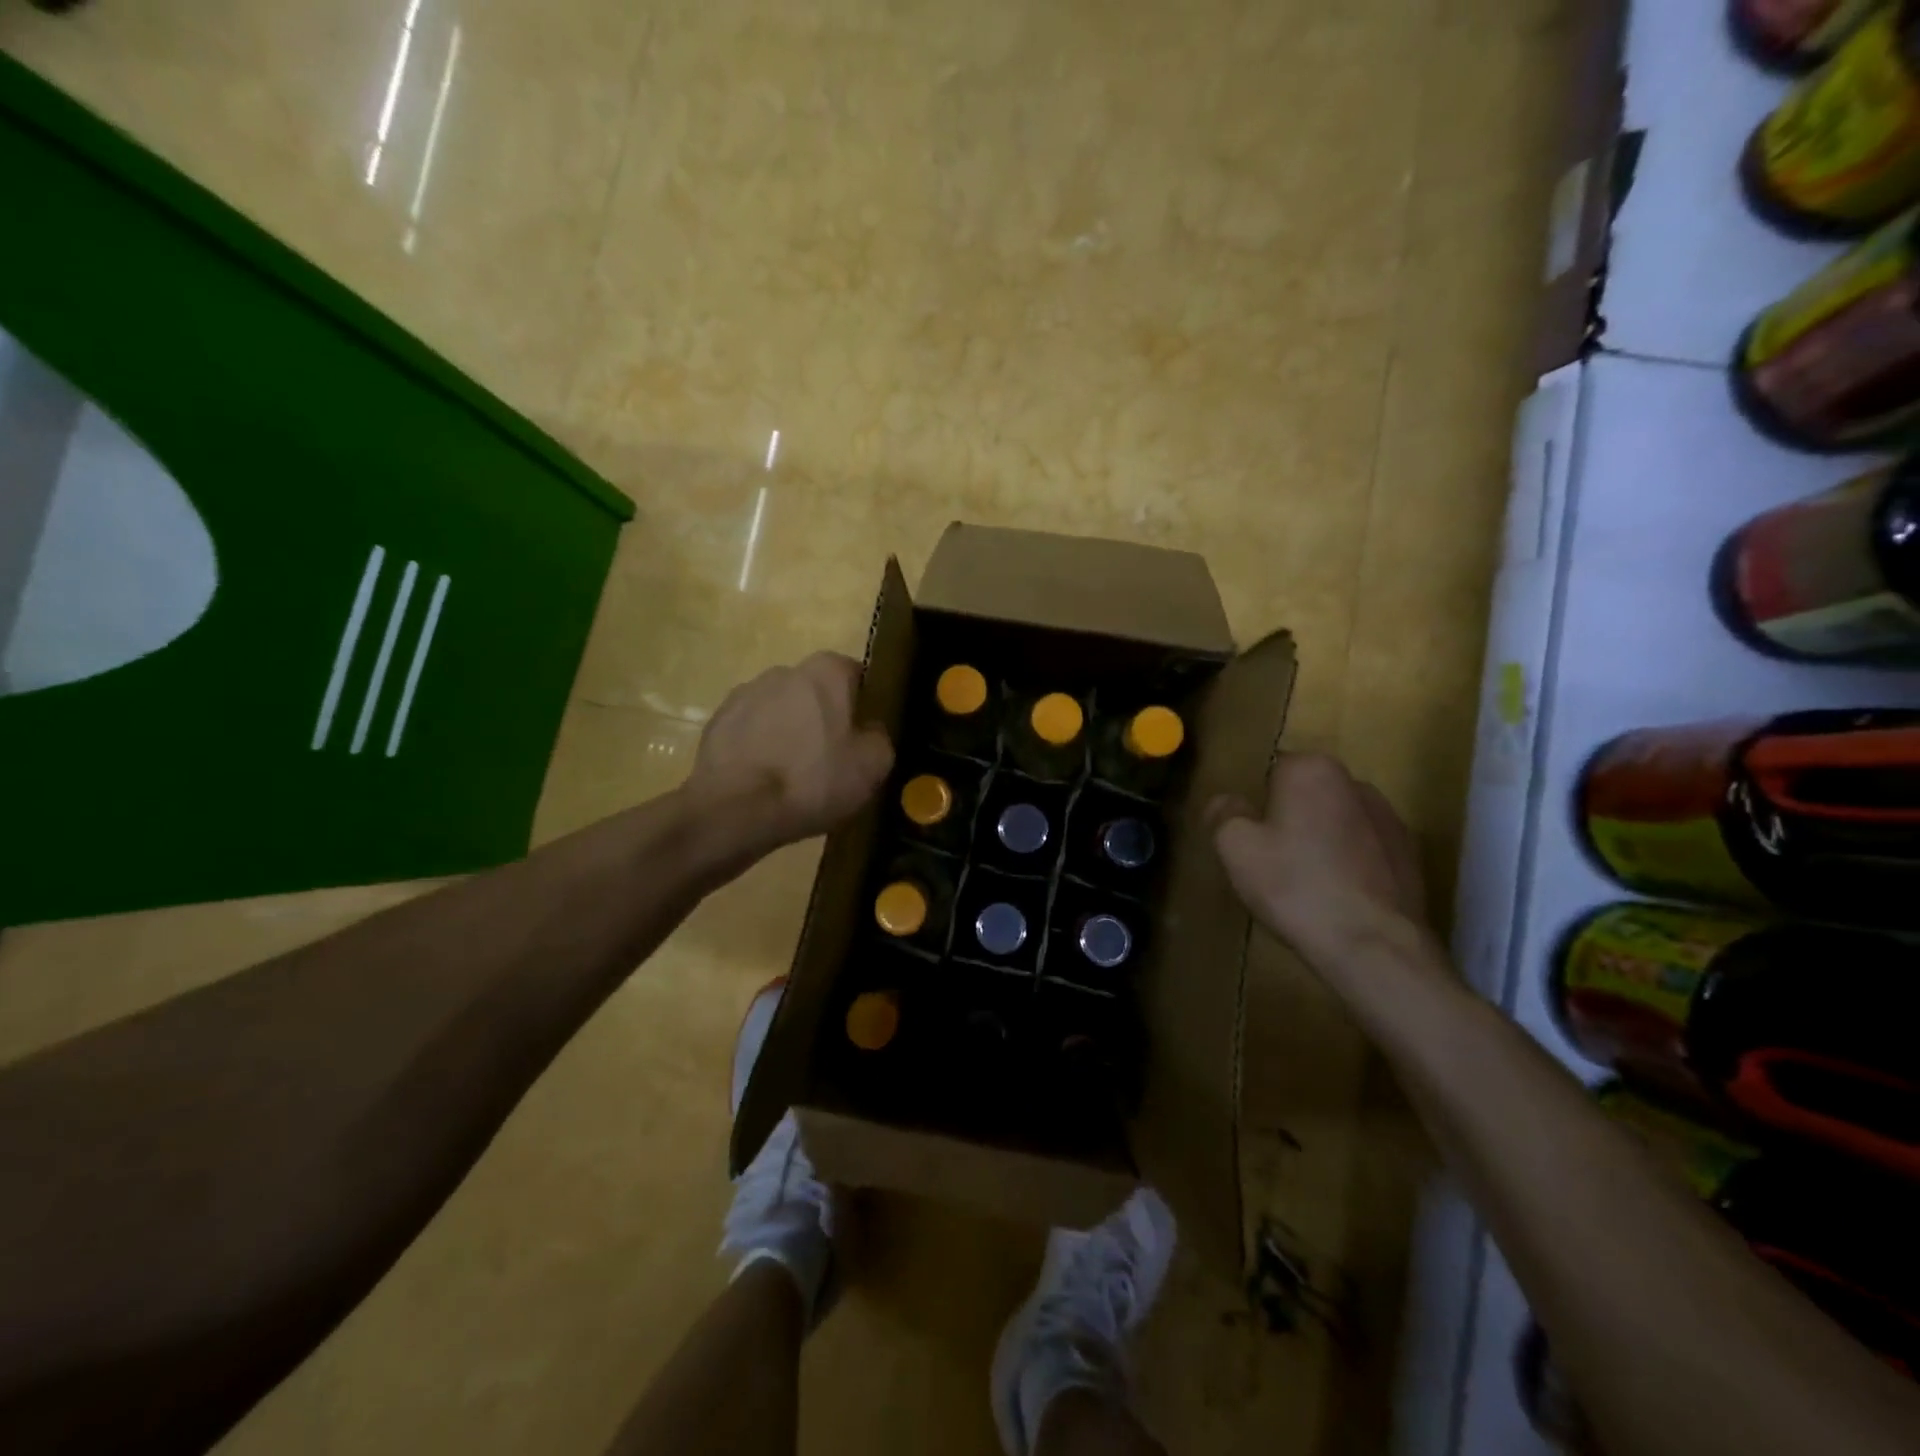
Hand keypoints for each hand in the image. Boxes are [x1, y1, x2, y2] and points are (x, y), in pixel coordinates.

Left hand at [688, 652, 893, 852]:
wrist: (737, 809)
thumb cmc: (814, 780)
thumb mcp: (873, 765)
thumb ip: (879, 736)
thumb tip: (869, 730)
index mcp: (826, 672)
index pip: (856, 676)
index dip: (863, 706)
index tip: (863, 736)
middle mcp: (784, 671)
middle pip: (815, 692)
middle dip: (823, 717)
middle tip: (831, 758)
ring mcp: (744, 694)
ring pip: (780, 710)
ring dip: (788, 732)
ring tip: (793, 775)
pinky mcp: (717, 722)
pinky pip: (750, 732)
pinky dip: (759, 748)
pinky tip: (764, 780)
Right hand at [1209, 754, 1429, 970]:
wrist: (1374, 946)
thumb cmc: (1295, 886)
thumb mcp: (1235, 848)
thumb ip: (1223, 813)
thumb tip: (1226, 801)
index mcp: (1312, 770)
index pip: (1271, 769)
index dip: (1254, 801)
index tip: (1246, 833)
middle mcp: (1355, 783)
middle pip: (1306, 795)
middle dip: (1288, 817)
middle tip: (1268, 858)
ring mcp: (1390, 819)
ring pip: (1336, 821)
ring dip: (1320, 840)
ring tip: (1303, 882)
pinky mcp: (1409, 856)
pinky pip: (1363, 850)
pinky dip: (1348, 864)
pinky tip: (1335, 897)